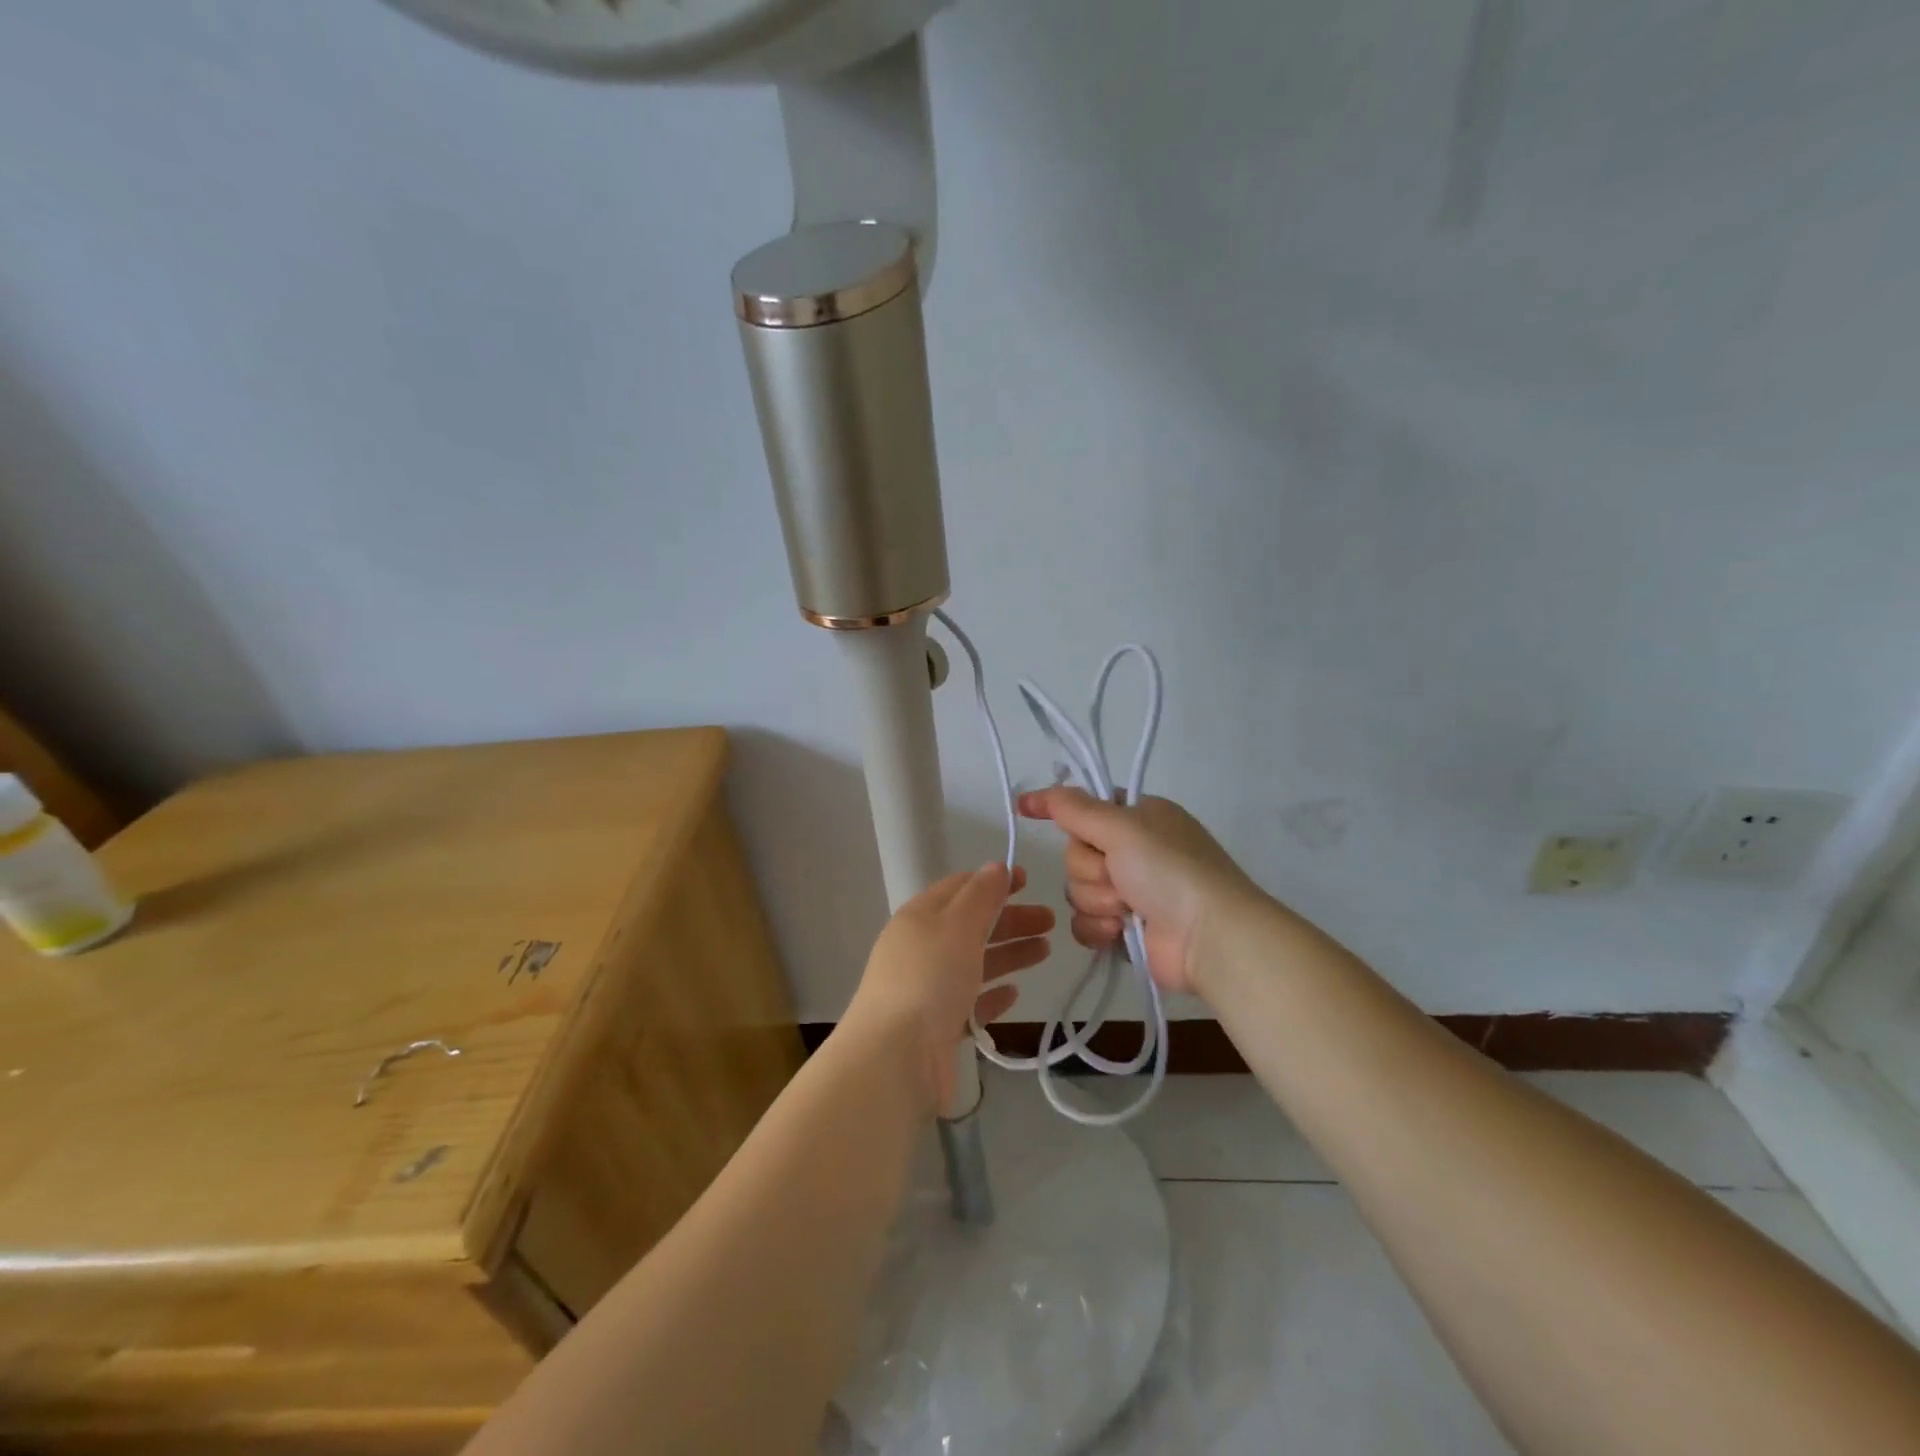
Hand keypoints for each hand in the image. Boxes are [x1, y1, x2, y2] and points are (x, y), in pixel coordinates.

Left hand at [844, 863, 1052, 1109]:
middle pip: (971, 926)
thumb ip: (981, 895)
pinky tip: (1014, 994)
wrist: (895, 1059)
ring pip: (974, 963)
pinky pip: (970, 1002)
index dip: (993, 881)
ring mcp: (928, 990)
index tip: (1028, 880)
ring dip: (1009, 953)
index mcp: (919, 917)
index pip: (959, 888)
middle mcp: (921, 949)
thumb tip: (996, 867)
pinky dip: (992, 994)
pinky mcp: (938, 1027)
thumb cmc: (929, 979)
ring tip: (1045, 951)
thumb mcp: (957, 925)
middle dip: (1010, 919)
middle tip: (1050, 921)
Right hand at [1017, 788, 1259, 999]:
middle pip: (1076, 854)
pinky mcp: (1123, 929)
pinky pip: (1084, 922)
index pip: (1085, 808)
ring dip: (1098, 901)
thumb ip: (1076, 808)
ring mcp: (1130, 892)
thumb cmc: (1169, 870)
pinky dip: (1099, 928)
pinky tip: (1120, 932)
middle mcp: (1133, 851)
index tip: (1025, 807)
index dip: (1061, 810)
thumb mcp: (1122, 827)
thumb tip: (1039, 791)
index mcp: (1139, 818)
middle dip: (1090, 870)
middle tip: (1118, 876)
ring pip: (1077, 890)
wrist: (1209, 936)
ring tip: (1128, 910)